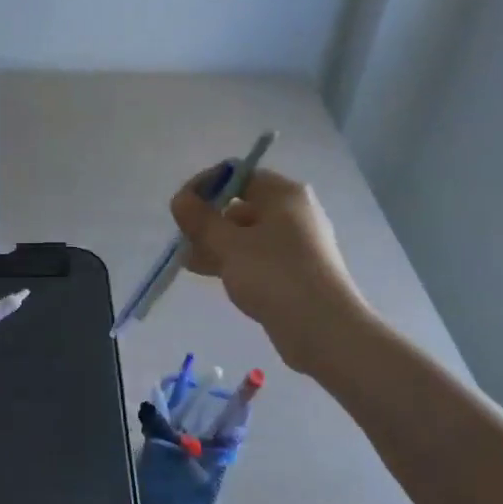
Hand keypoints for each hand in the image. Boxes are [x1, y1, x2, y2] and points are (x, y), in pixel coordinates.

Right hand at [170, 168, 368, 373]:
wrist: (322, 328)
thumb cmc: (274, 275)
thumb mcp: (229, 244)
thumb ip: (200, 220)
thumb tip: (180, 200)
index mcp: (284, 194)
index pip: (238, 175)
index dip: (206, 186)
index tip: (181, 208)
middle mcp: (293, 212)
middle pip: (241, 205)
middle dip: (208, 220)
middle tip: (182, 241)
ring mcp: (296, 244)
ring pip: (246, 235)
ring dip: (216, 245)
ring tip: (188, 263)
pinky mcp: (294, 272)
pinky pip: (256, 258)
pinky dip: (233, 262)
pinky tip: (211, 276)